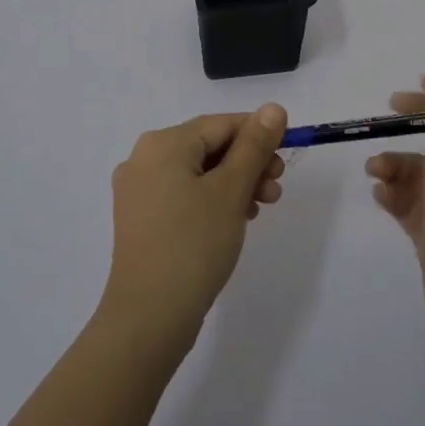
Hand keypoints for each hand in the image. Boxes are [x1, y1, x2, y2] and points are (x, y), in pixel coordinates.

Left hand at [100, 104, 288, 347]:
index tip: (286, 160)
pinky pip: (184, 195)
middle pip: (209, 147)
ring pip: (199, 173)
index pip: (221, 124)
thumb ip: (254, 146)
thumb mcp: (231, 190)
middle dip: (248, 164)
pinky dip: (212, 201)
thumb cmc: (194, 244)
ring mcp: (138, 191)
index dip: (259, 136)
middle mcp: (144, 159)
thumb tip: (274, 108)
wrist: (149, 317)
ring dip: (235, 184)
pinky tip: (235, 221)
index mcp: (162, 143)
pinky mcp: (141, 219)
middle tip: (277, 189)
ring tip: (261, 209)